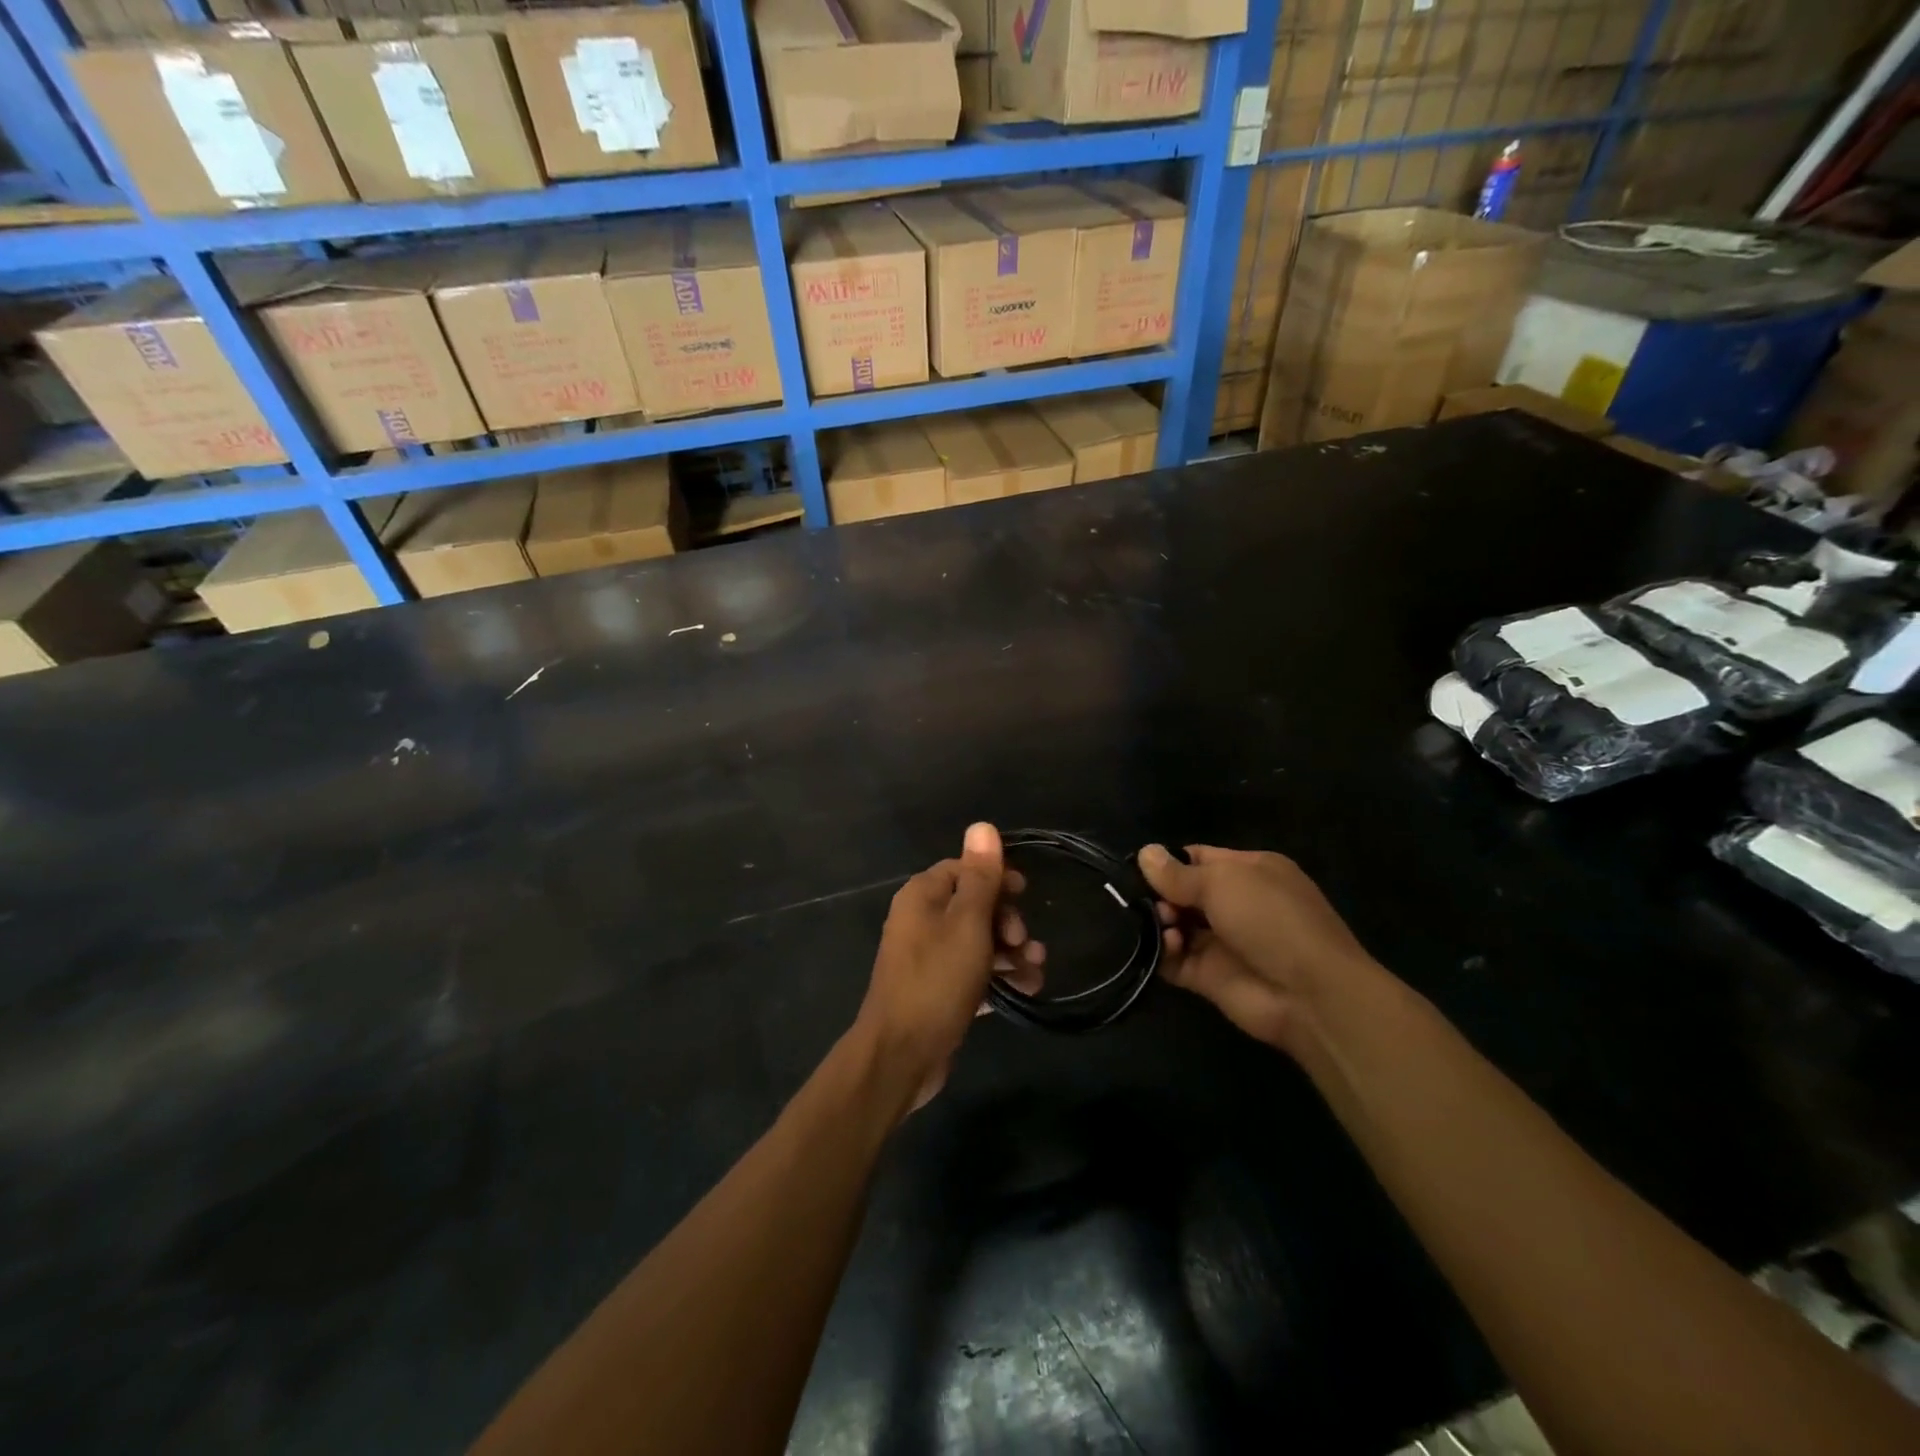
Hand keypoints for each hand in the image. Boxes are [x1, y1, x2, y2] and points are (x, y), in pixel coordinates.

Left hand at [856, 823, 1044, 1111]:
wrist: (901, 1055)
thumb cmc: (936, 980)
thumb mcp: (967, 923)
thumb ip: (979, 876)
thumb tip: (982, 825)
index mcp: (922, 896)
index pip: (964, 869)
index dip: (996, 878)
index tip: (1026, 894)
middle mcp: (922, 921)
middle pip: (974, 905)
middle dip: (1007, 920)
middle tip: (1023, 942)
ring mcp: (928, 958)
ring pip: (978, 942)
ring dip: (1010, 951)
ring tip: (1036, 969)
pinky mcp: (938, 990)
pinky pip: (974, 973)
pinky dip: (998, 977)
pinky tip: (1027, 989)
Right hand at [1137, 844, 1378, 1053]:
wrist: (1309, 994)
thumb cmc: (1270, 919)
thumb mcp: (1222, 882)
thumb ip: (1178, 873)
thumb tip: (1144, 853)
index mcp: (1248, 871)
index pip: (1198, 859)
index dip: (1168, 862)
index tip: (1137, 868)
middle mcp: (1235, 904)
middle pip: (1182, 893)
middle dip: (1159, 894)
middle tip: (1145, 901)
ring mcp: (1221, 942)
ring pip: (1175, 925)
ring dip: (1160, 922)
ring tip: (1163, 924)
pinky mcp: (1208, 977)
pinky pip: (1175, 959)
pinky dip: (1164, 952)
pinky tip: (1169, 946)